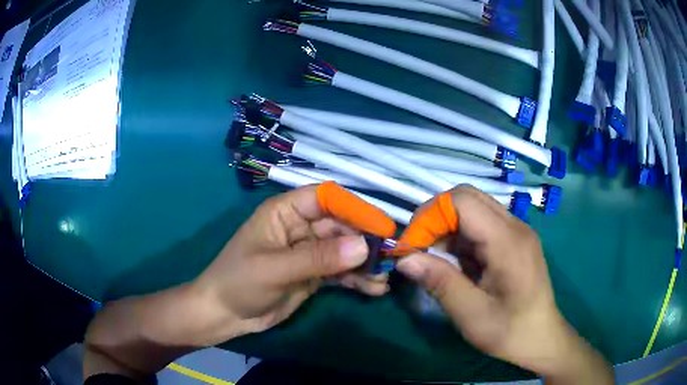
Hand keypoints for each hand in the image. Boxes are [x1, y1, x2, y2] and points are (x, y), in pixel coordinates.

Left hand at [189, 184, 392, 343]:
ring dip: (366, 263)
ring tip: (386, 278)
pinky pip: (341, 272)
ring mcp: (309, 251)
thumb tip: (364, 246)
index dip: (355, 208)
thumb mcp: (275, 269)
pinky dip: (358, 279)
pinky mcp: (314, 274)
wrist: (225, 315)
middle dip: (366, 241)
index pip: (326, 198)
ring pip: (345, 250)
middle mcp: (301, 227)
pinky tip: (375, 289)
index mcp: (286, 212)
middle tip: (391, 258)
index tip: (381, 227)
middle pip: (341, 225)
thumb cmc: (239, 282)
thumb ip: (318, 258)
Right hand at [396, 186, 612, 382]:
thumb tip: (404, 259)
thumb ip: (439, 282)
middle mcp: (515, 226)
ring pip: (473, 209)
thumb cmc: (510, 331)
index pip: (462, 201)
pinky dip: (461, 237)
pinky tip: (455, 263)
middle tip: (419, 248)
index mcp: (508, 241)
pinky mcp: (515, 240)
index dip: (430, 216)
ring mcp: (517, 231)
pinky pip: (482, 225)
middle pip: (467, 197)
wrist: (541, 338)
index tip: (411, 247)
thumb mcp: (471, 314)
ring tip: (434, 259)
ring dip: (448, 227)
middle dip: (436, 217)